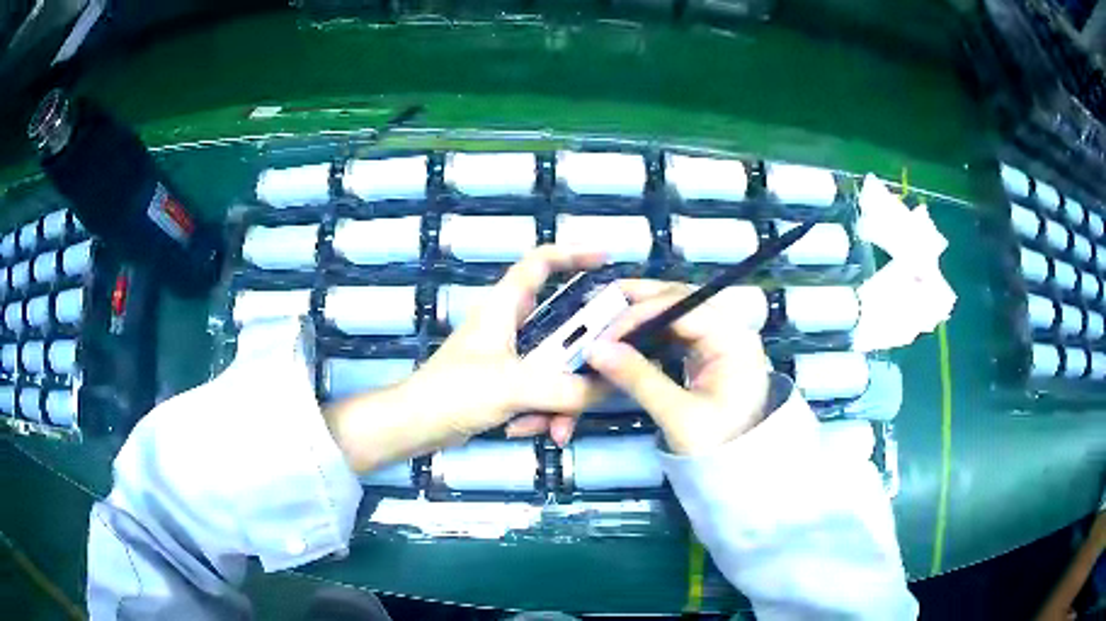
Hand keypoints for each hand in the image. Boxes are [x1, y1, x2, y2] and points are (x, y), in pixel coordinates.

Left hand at [325, 246, 605, 471]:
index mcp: (505, 306)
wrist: (416, 425)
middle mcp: (512, 325)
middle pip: (564, 329)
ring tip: (555, 429)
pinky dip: (542, 413)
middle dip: (582, 362)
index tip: (607, 262)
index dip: (574, 254)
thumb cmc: (455, 392)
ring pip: (557, 368)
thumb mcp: (514, 386)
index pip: (542, 262)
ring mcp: (511, 357)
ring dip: (562, 401)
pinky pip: (542, 392)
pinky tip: (529, 431)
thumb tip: (608, 387)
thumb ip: (566, 388)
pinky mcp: (508, 385)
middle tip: (603, 379)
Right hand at [586, 280, 771, 454]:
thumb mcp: (677, 415)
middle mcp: (729, 328)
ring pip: (675, 312)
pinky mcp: (710, 352)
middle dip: (637, 301)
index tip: (603, 334)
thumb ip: (638, 379)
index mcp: (732, 339)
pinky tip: (628, 339)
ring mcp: (720, 339)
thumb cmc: (717, 444)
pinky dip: (650, 332)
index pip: (680, 307)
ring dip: (641, 315)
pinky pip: (676, 331)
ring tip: (606, 321)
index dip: (639, 314)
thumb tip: (596, 349)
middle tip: (598, 306)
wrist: (741, 469)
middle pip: (679, 299)